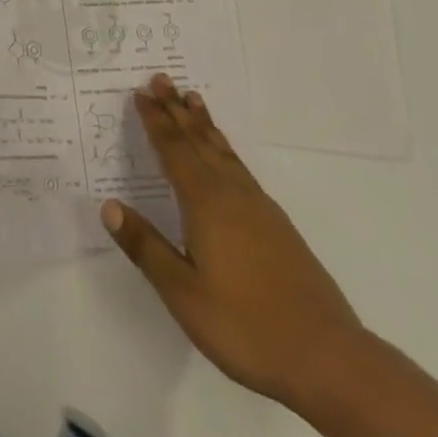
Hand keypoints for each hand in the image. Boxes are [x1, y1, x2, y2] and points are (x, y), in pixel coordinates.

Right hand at [102, 74, 366, 410]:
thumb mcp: (183, 294)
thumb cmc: (246, 326)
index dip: (155, 121)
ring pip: (223, 151)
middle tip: (162, 78)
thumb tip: (108, 205)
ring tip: (193, 99)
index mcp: (205, 204)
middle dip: (177, 109)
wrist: (328, 358)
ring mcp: (259, 208)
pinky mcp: (278, 225)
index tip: (140, 92)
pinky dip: (225, 148)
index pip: (173, 150)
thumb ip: (146, 247)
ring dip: (203, 123)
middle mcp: (231, 194)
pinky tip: (226, 157)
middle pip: (198, 140)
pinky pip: (240, 167)